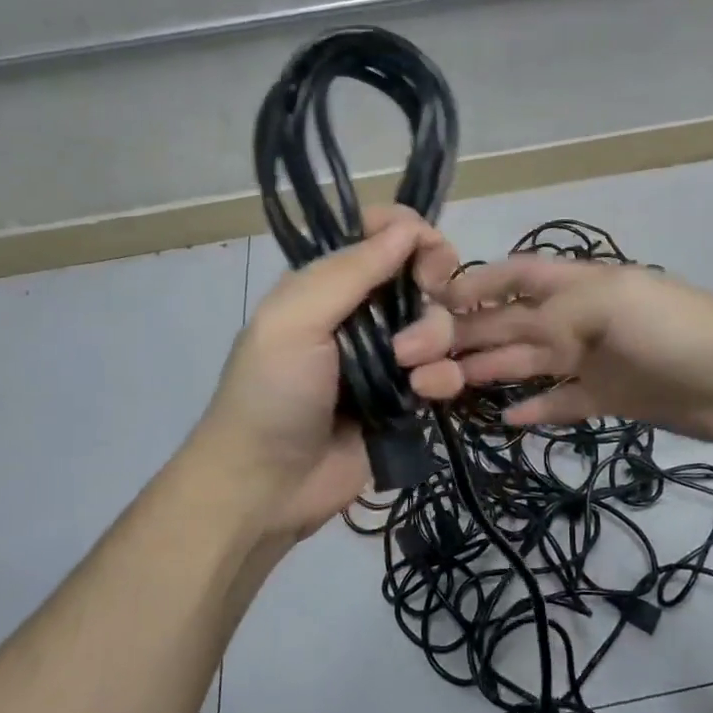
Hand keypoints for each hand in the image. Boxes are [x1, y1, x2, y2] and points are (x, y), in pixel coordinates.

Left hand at [194, 207, 464, 539]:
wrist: (267, 486)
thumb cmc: (272, 394)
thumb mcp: (295, 320)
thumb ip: (350, 270)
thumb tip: (409, 226)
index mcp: (327, 284)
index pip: (379, 234)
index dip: (410, 233)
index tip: (425, 254)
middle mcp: (361, 312)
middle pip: (420, 274)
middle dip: (431, 285)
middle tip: (431, 296)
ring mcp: (388, 356)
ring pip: (439, 323)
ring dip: (433, 339)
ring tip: (408, 370)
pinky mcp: (407, 397)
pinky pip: (446, 371)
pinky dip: (442, 378)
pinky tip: (423, 395)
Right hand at [443, 257, 712, 443]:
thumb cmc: (675, 330)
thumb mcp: (608, 303)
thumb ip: (548, 313)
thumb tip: (495, 333)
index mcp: (577, 283)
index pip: (514, 276)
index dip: (473, 286)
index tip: (428, 306)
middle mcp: (577, 319)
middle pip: (510, 326)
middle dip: (465, 337)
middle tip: (416, 361)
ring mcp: (592, 361)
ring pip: (527, 365)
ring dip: (487, 373)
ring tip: (442, 389)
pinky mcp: (608, 399)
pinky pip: (560, 403)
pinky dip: (533, 410)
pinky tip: (503, 418)